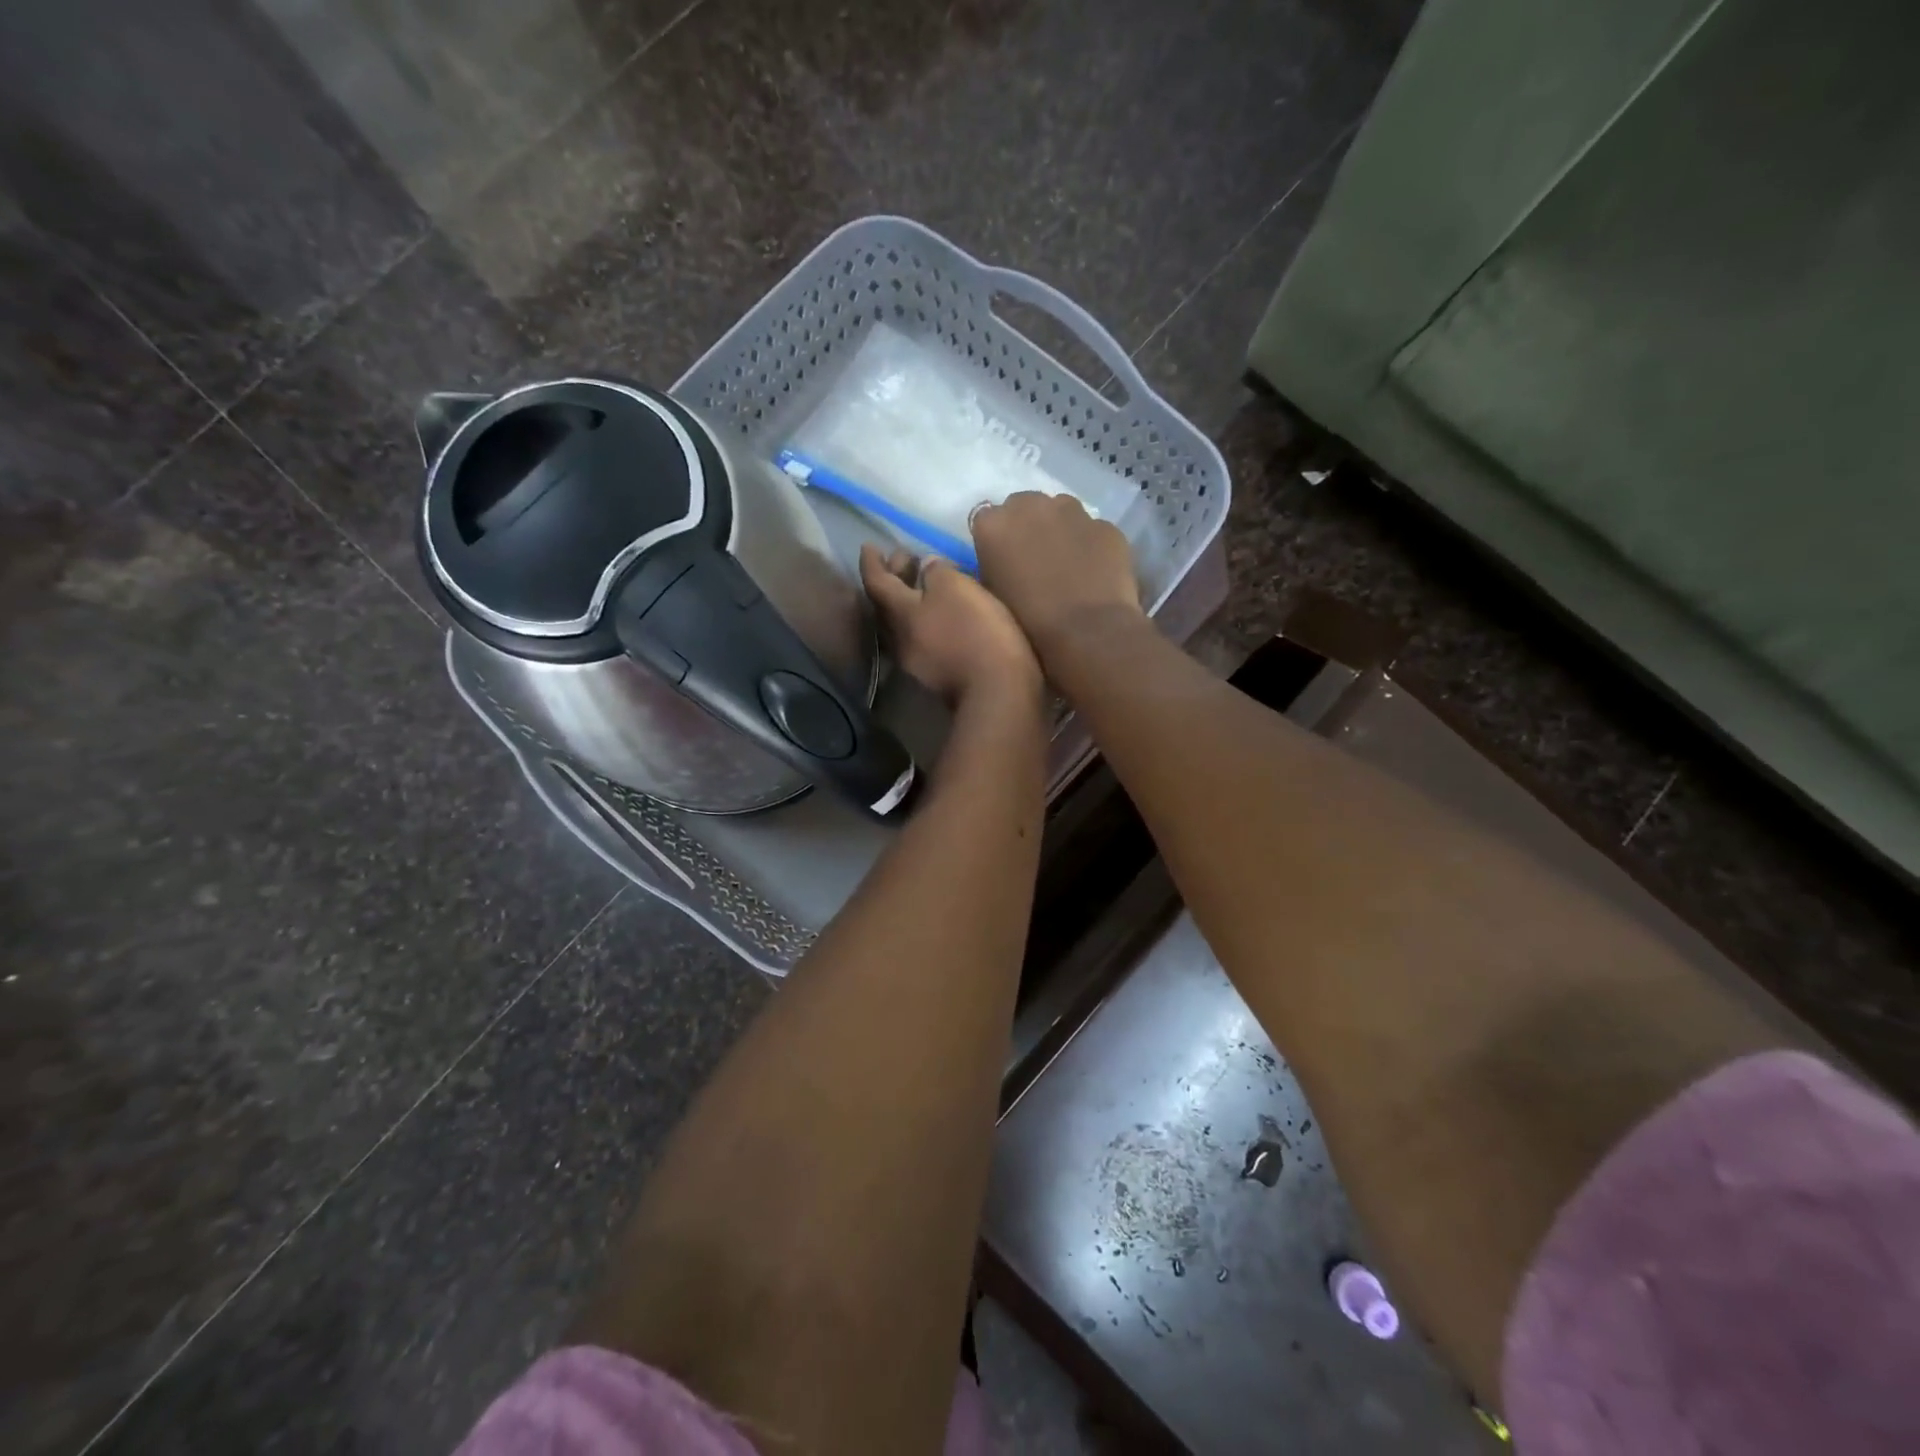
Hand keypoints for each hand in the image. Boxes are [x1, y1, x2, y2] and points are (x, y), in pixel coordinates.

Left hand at [860, 544, 1040, 707]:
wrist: (998, 691)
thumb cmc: (975, 632)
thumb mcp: (957, 588)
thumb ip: (937, 572)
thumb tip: (926, 567)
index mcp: (899, 614)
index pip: (876, 582)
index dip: (871, 562)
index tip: (868, 546)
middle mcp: (900, 639)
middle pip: (887, 605)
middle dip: (894, 578)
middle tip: (905, 558)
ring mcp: (917, 661)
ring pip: (904, 624)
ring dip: (910, 601)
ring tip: (925, 583)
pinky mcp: (937, 675)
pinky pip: (923, 638)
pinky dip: (927, 619)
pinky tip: (944, 615)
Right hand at [970, 492, 1141, 663]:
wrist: (1087, 633)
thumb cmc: (1028, 623)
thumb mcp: (992, 596)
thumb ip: (991, 568)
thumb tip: (1001, 563)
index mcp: (993, 525)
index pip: (986, 519)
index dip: (995, 541)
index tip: (1002, 561)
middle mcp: (1030, 505)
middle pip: (1024, 507)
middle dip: (1027, 527)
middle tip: (1035, 561)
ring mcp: (1073, 510)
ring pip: (1061, 511)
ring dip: (1060, 530)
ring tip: (1067, 565)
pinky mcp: (1105, 525)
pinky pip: (1092, 530)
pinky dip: (1090, 545)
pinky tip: (1094, 573)